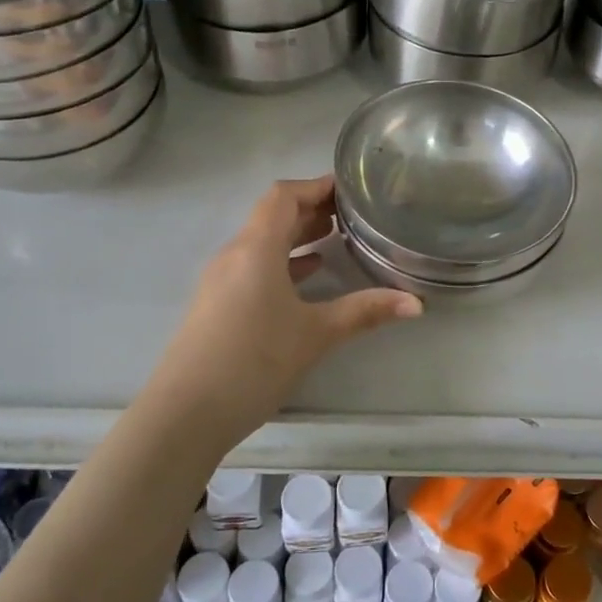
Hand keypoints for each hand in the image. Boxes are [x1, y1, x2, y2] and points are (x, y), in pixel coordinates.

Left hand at [140, 176, 422, 442]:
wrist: (184, 415)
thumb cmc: (253, 362)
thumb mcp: (315, 334)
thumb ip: (365, 312)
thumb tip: (416, 303)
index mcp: (255, 249)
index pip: (283, 196)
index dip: (316, 186)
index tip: (351, 188)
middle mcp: (234, 255)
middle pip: (273, 216)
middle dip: (312, 209)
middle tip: (353, 213)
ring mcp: (221, 281)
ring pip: (263, 243)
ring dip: (297, 236)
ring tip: (336, 237)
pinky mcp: (218, 305)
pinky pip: (254, 267)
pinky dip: (283, 262)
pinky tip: (308, 276)